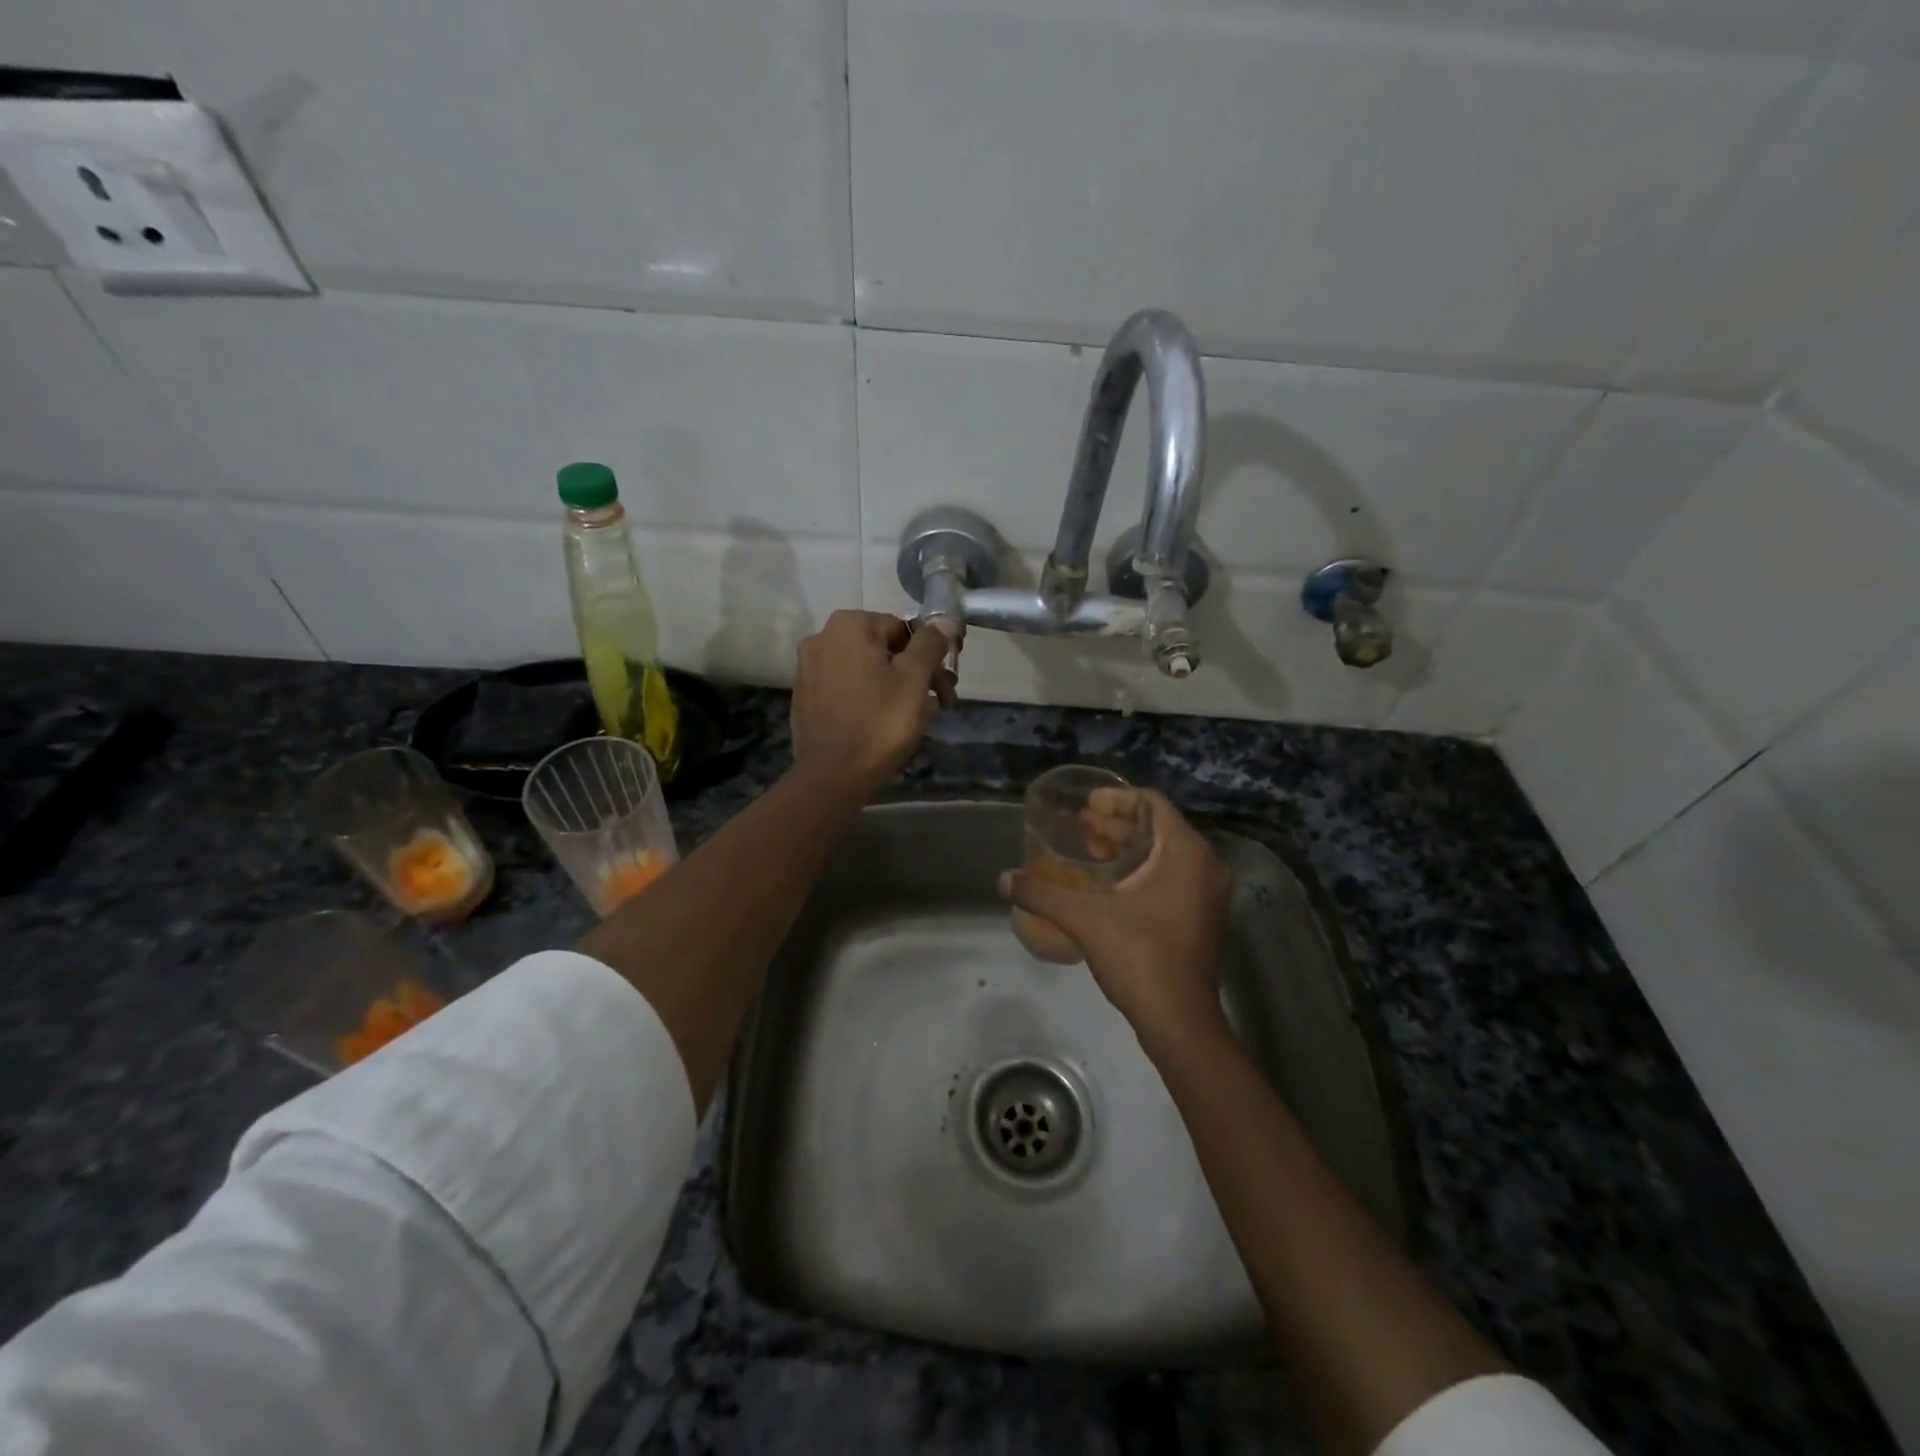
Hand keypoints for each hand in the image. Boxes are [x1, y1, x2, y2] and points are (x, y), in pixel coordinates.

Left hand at [790, 610, 955, 794]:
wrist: (832, 776)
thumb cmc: (880, 722)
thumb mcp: (915, 679)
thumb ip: (931, 644)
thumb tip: (945, 621)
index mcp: (848, 626)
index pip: (903, 629)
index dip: (929, 656)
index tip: (945, 686)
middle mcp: (822, 639)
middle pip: (883, 650)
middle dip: (914, 675)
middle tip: (939, 705)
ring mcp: (808, 669)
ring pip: (866, 672)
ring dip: (895, 690)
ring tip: (917, 721)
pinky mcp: (805, 698)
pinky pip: (847, 691)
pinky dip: (869, 702)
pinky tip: (884, 727)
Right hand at [1000, 791, 1234, 1050]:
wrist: (1179, 1021)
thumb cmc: (1139, 957)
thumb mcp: (1084, 919)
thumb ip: (1042, 893)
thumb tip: (1002, 879)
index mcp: (1186, 853)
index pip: (1152, 804)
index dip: (1116, 798)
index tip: (1086, 805)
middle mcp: (1206, 865)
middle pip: (1159, 827)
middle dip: (1118, 824)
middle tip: (1081, 826)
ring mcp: (1210, 894)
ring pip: (1167, 853)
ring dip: (1129, 847)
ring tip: (1090, 850)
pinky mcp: (1205, 917)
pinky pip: (1174, 876)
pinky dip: (1144, 870)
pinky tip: (1111, 883)